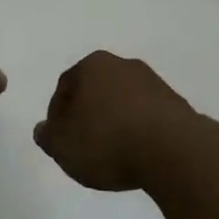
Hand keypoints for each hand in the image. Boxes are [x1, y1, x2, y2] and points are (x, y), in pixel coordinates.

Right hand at [34, 52, 196, 191]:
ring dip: (115, 122)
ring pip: (123, 101)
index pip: (65, 86)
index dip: (57, 114)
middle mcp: (122, 65)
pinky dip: (138, 130)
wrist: (171, 149)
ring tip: (113, 154)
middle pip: (96, 89)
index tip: (59, 140)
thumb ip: (48, 136)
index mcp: (92, 65)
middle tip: (83, 145)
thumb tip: (43, 129)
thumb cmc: (107, 141)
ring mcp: (152, 82)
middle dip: (87, 114)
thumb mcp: (63, 146)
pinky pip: (147, 116)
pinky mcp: (175, 103)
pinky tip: (138, 154)